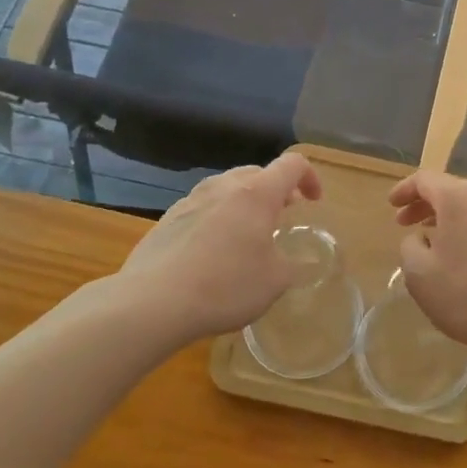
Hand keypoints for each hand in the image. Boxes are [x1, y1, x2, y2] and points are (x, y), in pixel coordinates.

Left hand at [102, 152, 322, 348]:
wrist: (152, 302)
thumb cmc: (225, 286)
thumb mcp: (275, 282)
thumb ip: (294, 265)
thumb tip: (302, 263)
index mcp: (256, 194)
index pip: (292, 165)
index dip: (310, 177)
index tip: (313, 202)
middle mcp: (223, 187)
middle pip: (257, 172)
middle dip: (276, 190)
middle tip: (284, 215)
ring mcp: (191, 200)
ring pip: (227, 188)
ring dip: (245, 202)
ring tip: (248, 233)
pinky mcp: (167, 219)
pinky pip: (203, 207)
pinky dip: (218, 218)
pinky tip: (213, 251)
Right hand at [388, 171, 466, 360]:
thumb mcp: (419, 272)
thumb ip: (410, 245)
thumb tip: (422, 238)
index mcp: (460, 196)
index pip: (425, 179)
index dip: (404, 190)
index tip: (391, 205)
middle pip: (450, 189)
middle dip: (424, 204)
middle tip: (403, 224)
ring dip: (446, 218)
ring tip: (429, 240)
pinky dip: (466, 228)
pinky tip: (458, 253)